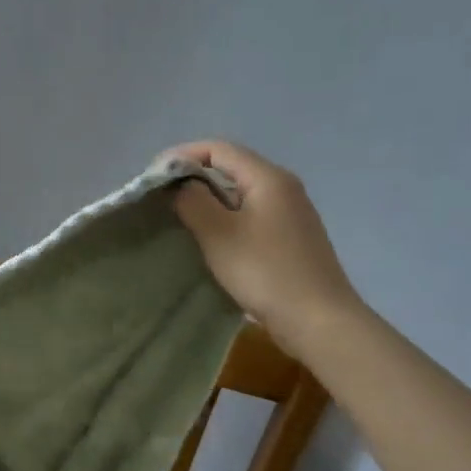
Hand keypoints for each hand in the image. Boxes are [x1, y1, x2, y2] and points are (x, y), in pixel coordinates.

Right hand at [166, 140, 363, 358]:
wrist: (318, 320)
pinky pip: (249, 216)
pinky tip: (209, 240)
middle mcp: (283, 188)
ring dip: (207, 200)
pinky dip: (224, 219)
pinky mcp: (290, 238)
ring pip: (239, 194)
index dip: (181, 156)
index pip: (218, 149)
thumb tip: (181, 185)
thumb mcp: (219, 234)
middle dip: (192, 178)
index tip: (152, 176)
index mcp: (268, 178)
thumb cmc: (266, 272)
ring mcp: (290, 214)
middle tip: (161, 198)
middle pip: (230, 168)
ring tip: (178, 218)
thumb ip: (193, 201)